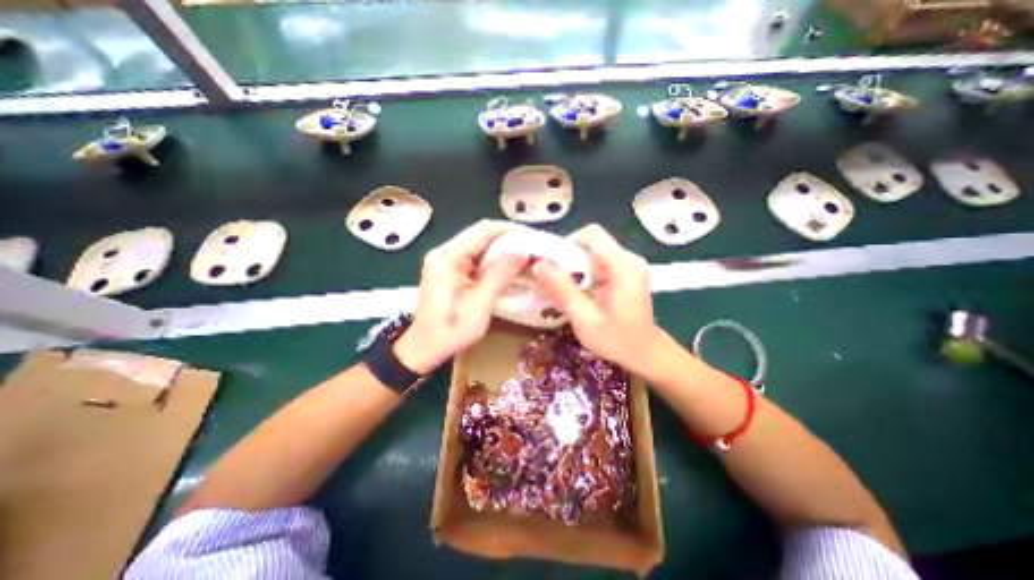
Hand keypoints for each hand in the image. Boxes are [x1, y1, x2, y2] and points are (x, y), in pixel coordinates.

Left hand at [394, 219, 526, 372]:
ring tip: (526, 258)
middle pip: (481, 236)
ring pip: (480, 246)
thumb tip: (523, 251)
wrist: (424, 348)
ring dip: (502, 251)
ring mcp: (445, 260)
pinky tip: (508, 269)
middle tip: (533, 250)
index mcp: (447, 258)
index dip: (510, 230)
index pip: (483, 230)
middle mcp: (444, 252)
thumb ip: (500, 276)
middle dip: (508, 241)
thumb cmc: (450, 331)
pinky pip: (476, 258)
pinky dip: (493, 261)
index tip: (533, 238)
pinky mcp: (449, 270)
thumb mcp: (479, 306)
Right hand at [529, 225, 666, 373]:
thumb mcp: (585, 318)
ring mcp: (630, 265)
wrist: (645, 353)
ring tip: (567, 290)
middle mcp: (629, 259)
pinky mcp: (627, 272)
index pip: (591, 234)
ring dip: (576, 268)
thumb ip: (562, 290)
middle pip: (591, 243)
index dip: (568, 243)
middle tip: (556, 281)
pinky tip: (581, 293)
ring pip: (594, 253)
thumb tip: (538, 264)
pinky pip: (600, 263)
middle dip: (570, 259)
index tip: (553, 264)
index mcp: (623, 266)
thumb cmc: (617, 341)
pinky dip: (585, 274)